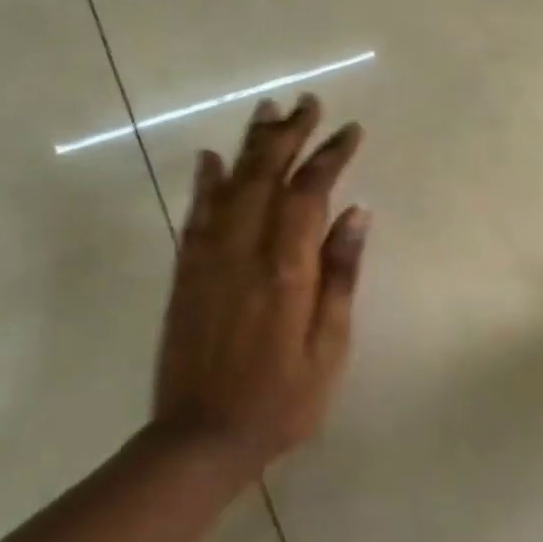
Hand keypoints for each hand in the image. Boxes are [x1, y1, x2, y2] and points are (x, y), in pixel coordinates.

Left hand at [152, 94, 368, 479]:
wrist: (201, 438)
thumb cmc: (282, 400)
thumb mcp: (329, 347)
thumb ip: (340, 276)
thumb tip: (356, 214)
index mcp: (286, 270)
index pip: (309, 193)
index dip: (330, 156)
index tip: (350, 130)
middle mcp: (244, 252)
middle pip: (266, 176)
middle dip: (289, 135)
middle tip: (308, 103)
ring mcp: (208, 260)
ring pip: (229, 186)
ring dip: (251, 145)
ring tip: (268, 111)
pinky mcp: (186, 275)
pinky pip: (196, 216)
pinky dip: (205, 182)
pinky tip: (210, 159)